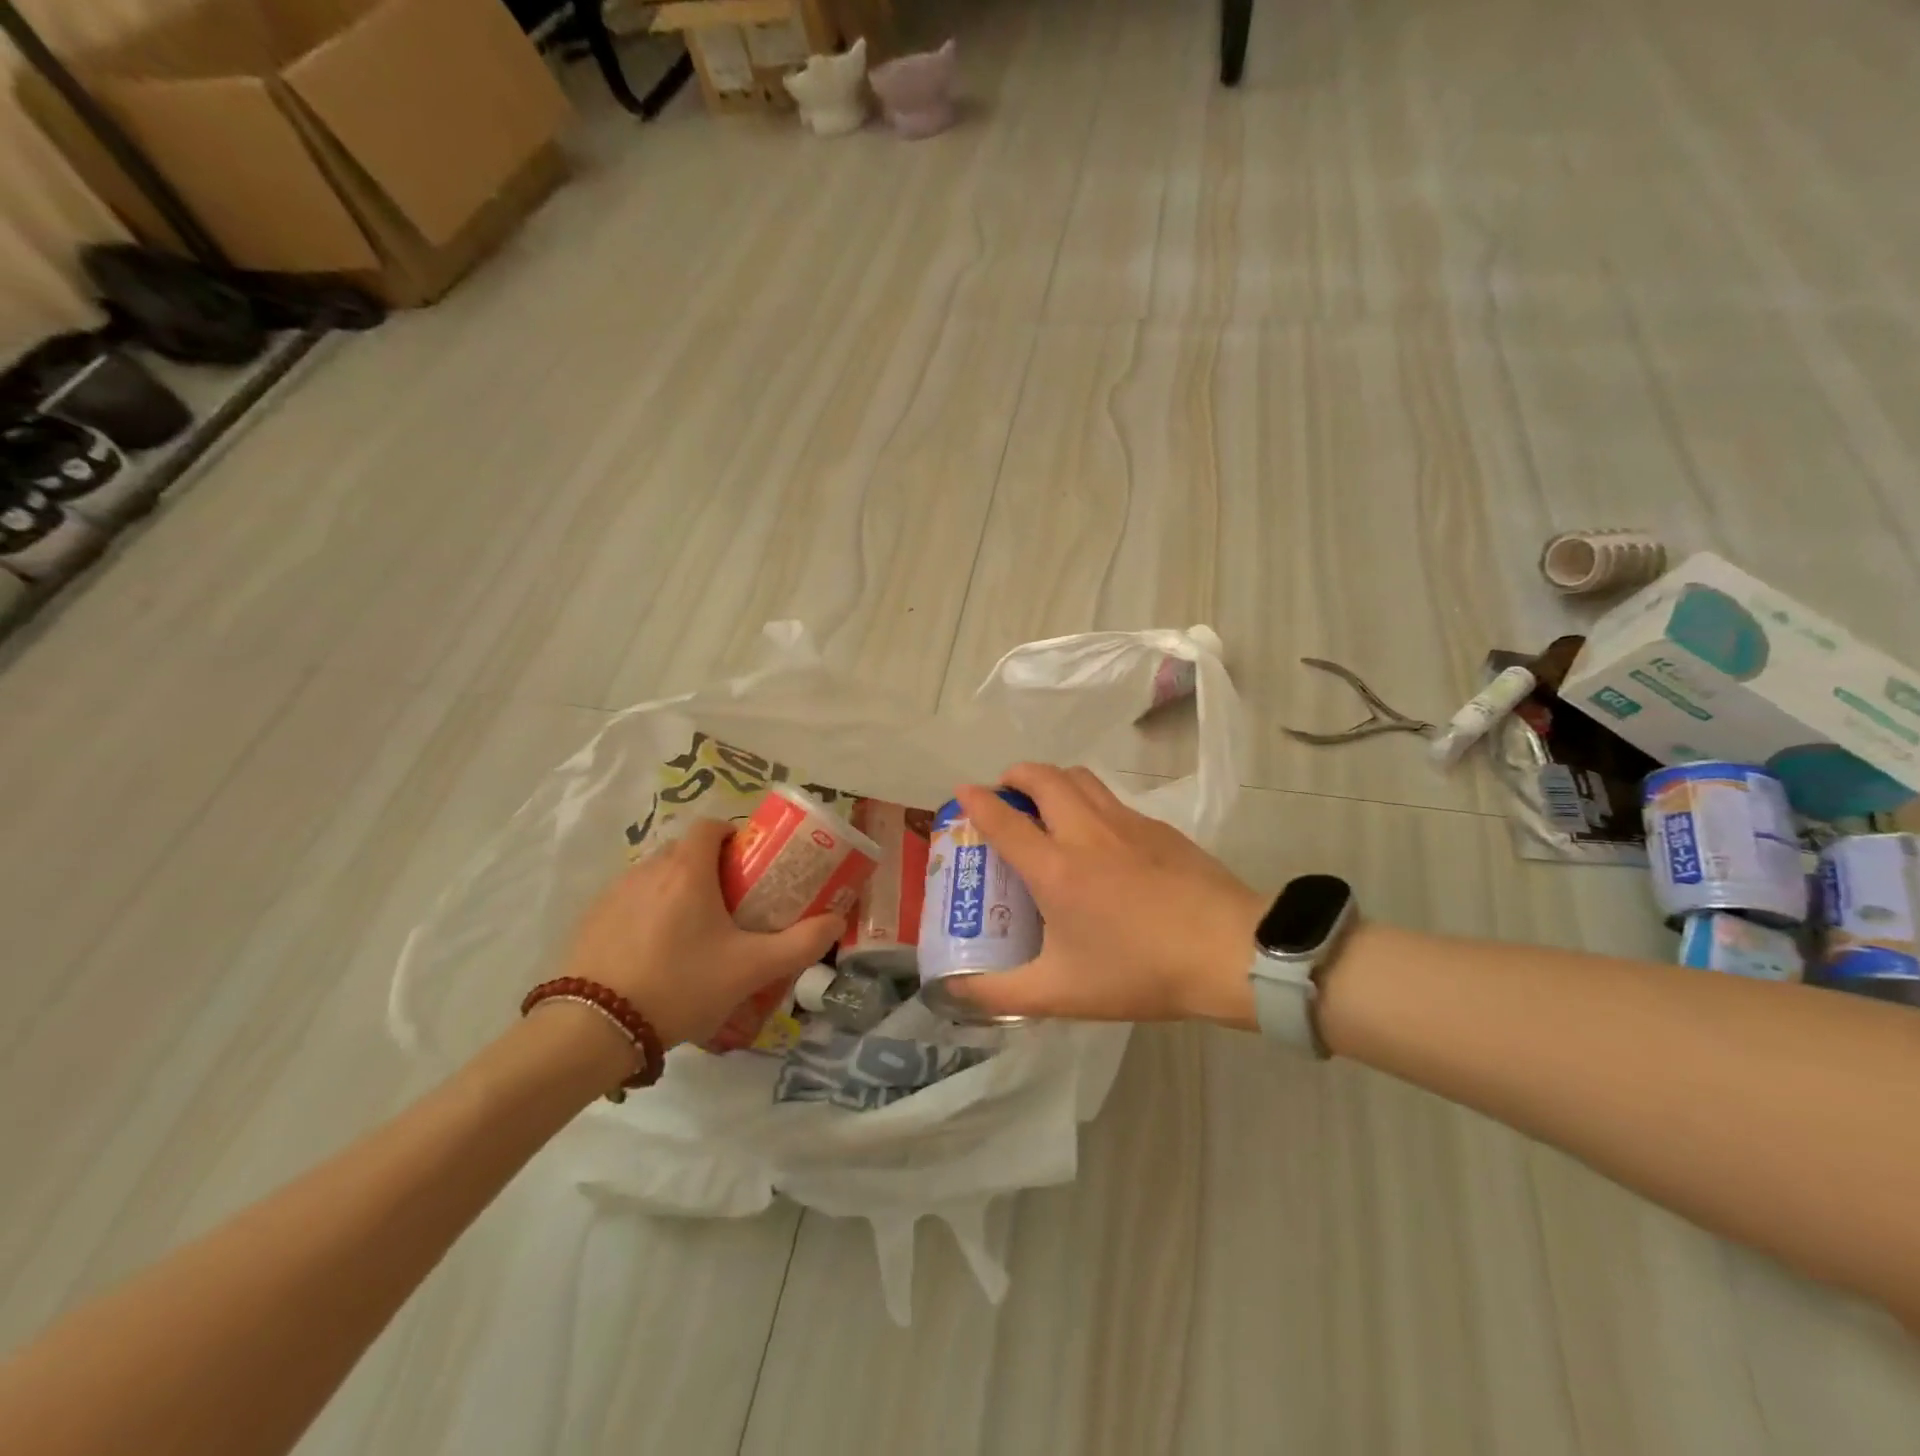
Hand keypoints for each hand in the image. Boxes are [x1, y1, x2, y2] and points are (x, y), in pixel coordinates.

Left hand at [556, 818, 841, 1048]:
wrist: (595, 1028)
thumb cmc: (681, 985)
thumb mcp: (751, 969)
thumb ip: (800, 943)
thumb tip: (836, 921)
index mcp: (687, 870)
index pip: (710, 826)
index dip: (733, 837)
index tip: (749, 866)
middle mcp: (649, 869)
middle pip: (685, 851)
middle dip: (710, 868)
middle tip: (731, 905)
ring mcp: (614, 893)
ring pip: (657, 876)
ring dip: (678, 891)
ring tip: (694, 934)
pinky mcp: (591, 919)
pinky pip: (630, 901)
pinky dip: (648, 913)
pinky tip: (655, 954)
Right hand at [949, 764, 1265, 1026]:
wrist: (1228, 951)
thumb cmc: (1139, 970)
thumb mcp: (1061, 993)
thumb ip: (1002, 994)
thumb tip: (956, 992)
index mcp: (1054, 868)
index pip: (1003, 819)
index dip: (976, 801)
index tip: (962, 793)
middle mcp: (1085, 832)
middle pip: (1042, 777)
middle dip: (1015, 775)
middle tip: (1006, 793)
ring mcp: (1126, 823)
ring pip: (1080, 777)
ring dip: (1053, 779)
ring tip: (1045, 804)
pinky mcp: (1158, 827)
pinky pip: (1111, 799)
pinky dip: (1089, 800)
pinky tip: (1098, 837)